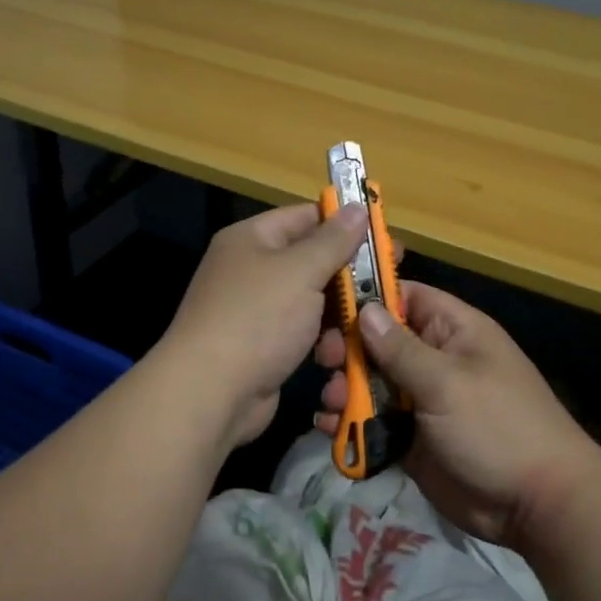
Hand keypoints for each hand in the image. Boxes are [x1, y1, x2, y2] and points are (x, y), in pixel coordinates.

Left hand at [160, 202, 368, 449]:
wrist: (210, 392)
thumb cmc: (258, 319)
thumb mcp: (301, 271)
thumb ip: (333, 240)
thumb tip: (357, 207)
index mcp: (252, 239)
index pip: (306, 217)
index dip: (345, 223)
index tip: (385, 237)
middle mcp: (251, 269)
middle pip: (311, 260)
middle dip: (349, 274)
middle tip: (391, 282)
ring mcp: (256, 310)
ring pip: (311, 300)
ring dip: (340, 313)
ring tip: (368, 324)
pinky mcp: (263, 346)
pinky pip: (302, 332)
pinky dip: (322, 340)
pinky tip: (339, 352)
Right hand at [314, 282, 600, 547]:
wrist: (535, 505)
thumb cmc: (496, 426)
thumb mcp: (447, 382)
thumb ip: (400, 349)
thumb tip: (365, 310)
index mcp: (453, 332)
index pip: (405, 297)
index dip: (369, 298)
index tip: (330, 307)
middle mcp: (435, 360)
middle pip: (380, 343)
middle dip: (349, 351)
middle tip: (324, 363)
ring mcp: (423, 401)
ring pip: (373, 384)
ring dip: (346, 391)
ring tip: (332, 404)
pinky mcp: (412, 439)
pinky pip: (375, 423)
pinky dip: (352, 425)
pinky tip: (331, 429)